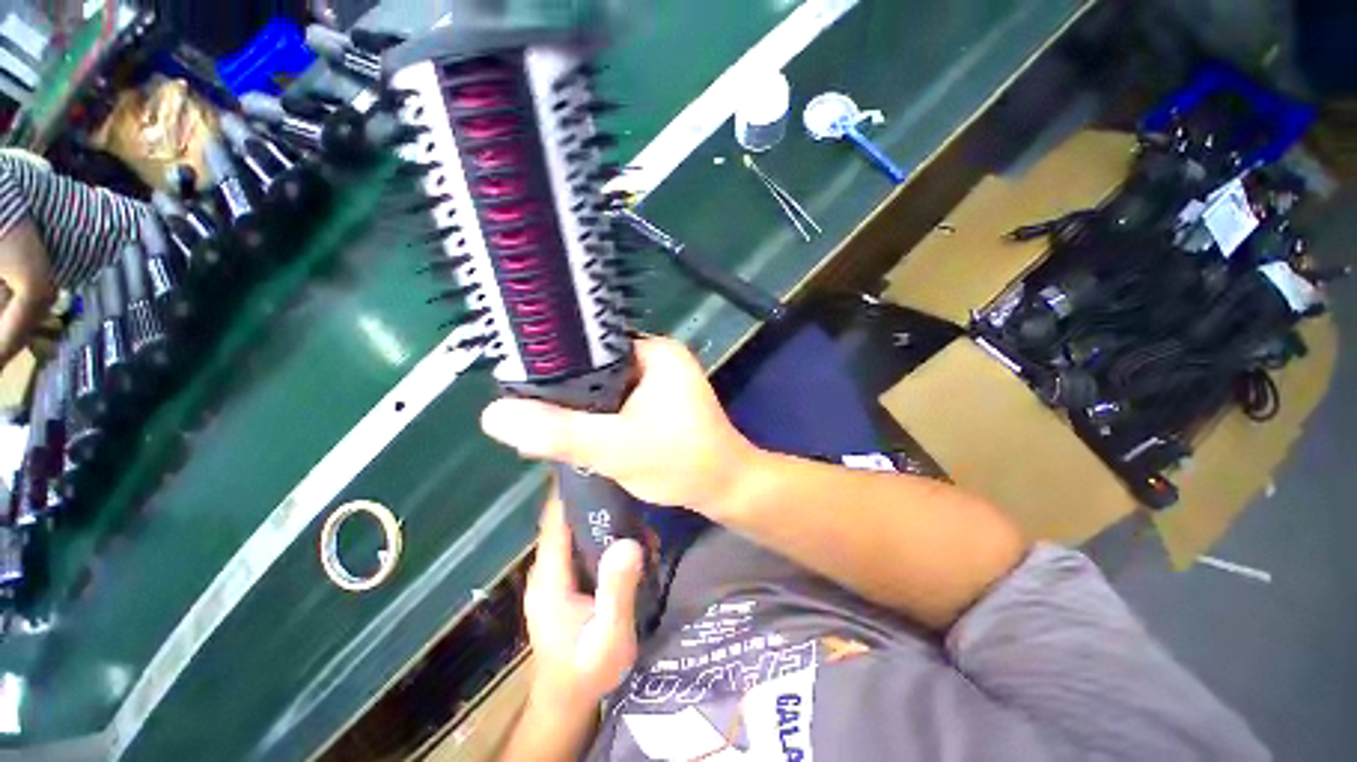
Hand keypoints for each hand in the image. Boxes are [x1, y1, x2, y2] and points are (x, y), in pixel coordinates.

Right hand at [481, 336, 757, 512]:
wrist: (727, 489)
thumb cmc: (683, 463)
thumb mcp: (616, 448)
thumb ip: (560, 432)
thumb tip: (493, 415)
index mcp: (655, 351)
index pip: (591, 346)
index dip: (556, 367)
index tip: (523, 391)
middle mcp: (658, 357)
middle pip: (596, 368)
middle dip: (567, 394)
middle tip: (531, 415)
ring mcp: (661, 379)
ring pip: (605, 387)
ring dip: (582, 408)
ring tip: (546, 426)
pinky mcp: (660, 401)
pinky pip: (618, 401)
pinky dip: (599, 417)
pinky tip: (578, 434)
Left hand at [525, 492, 643, 705]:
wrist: (569, 700)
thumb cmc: (587, 671)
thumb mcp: (609, 637)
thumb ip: (618, 591)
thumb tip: (630, 541)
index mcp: (550, 575)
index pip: (556, 516)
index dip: (572, 488)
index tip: (597, 459)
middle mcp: (549, 567)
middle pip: (569, 518)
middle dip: (598, 499)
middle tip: (631, 483)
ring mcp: (558, 573)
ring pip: (580, 530)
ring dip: (607, 518)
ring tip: (639, 510)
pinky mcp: (569, 579)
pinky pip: (587, 546)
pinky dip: (608, 536)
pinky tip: (634, 538)